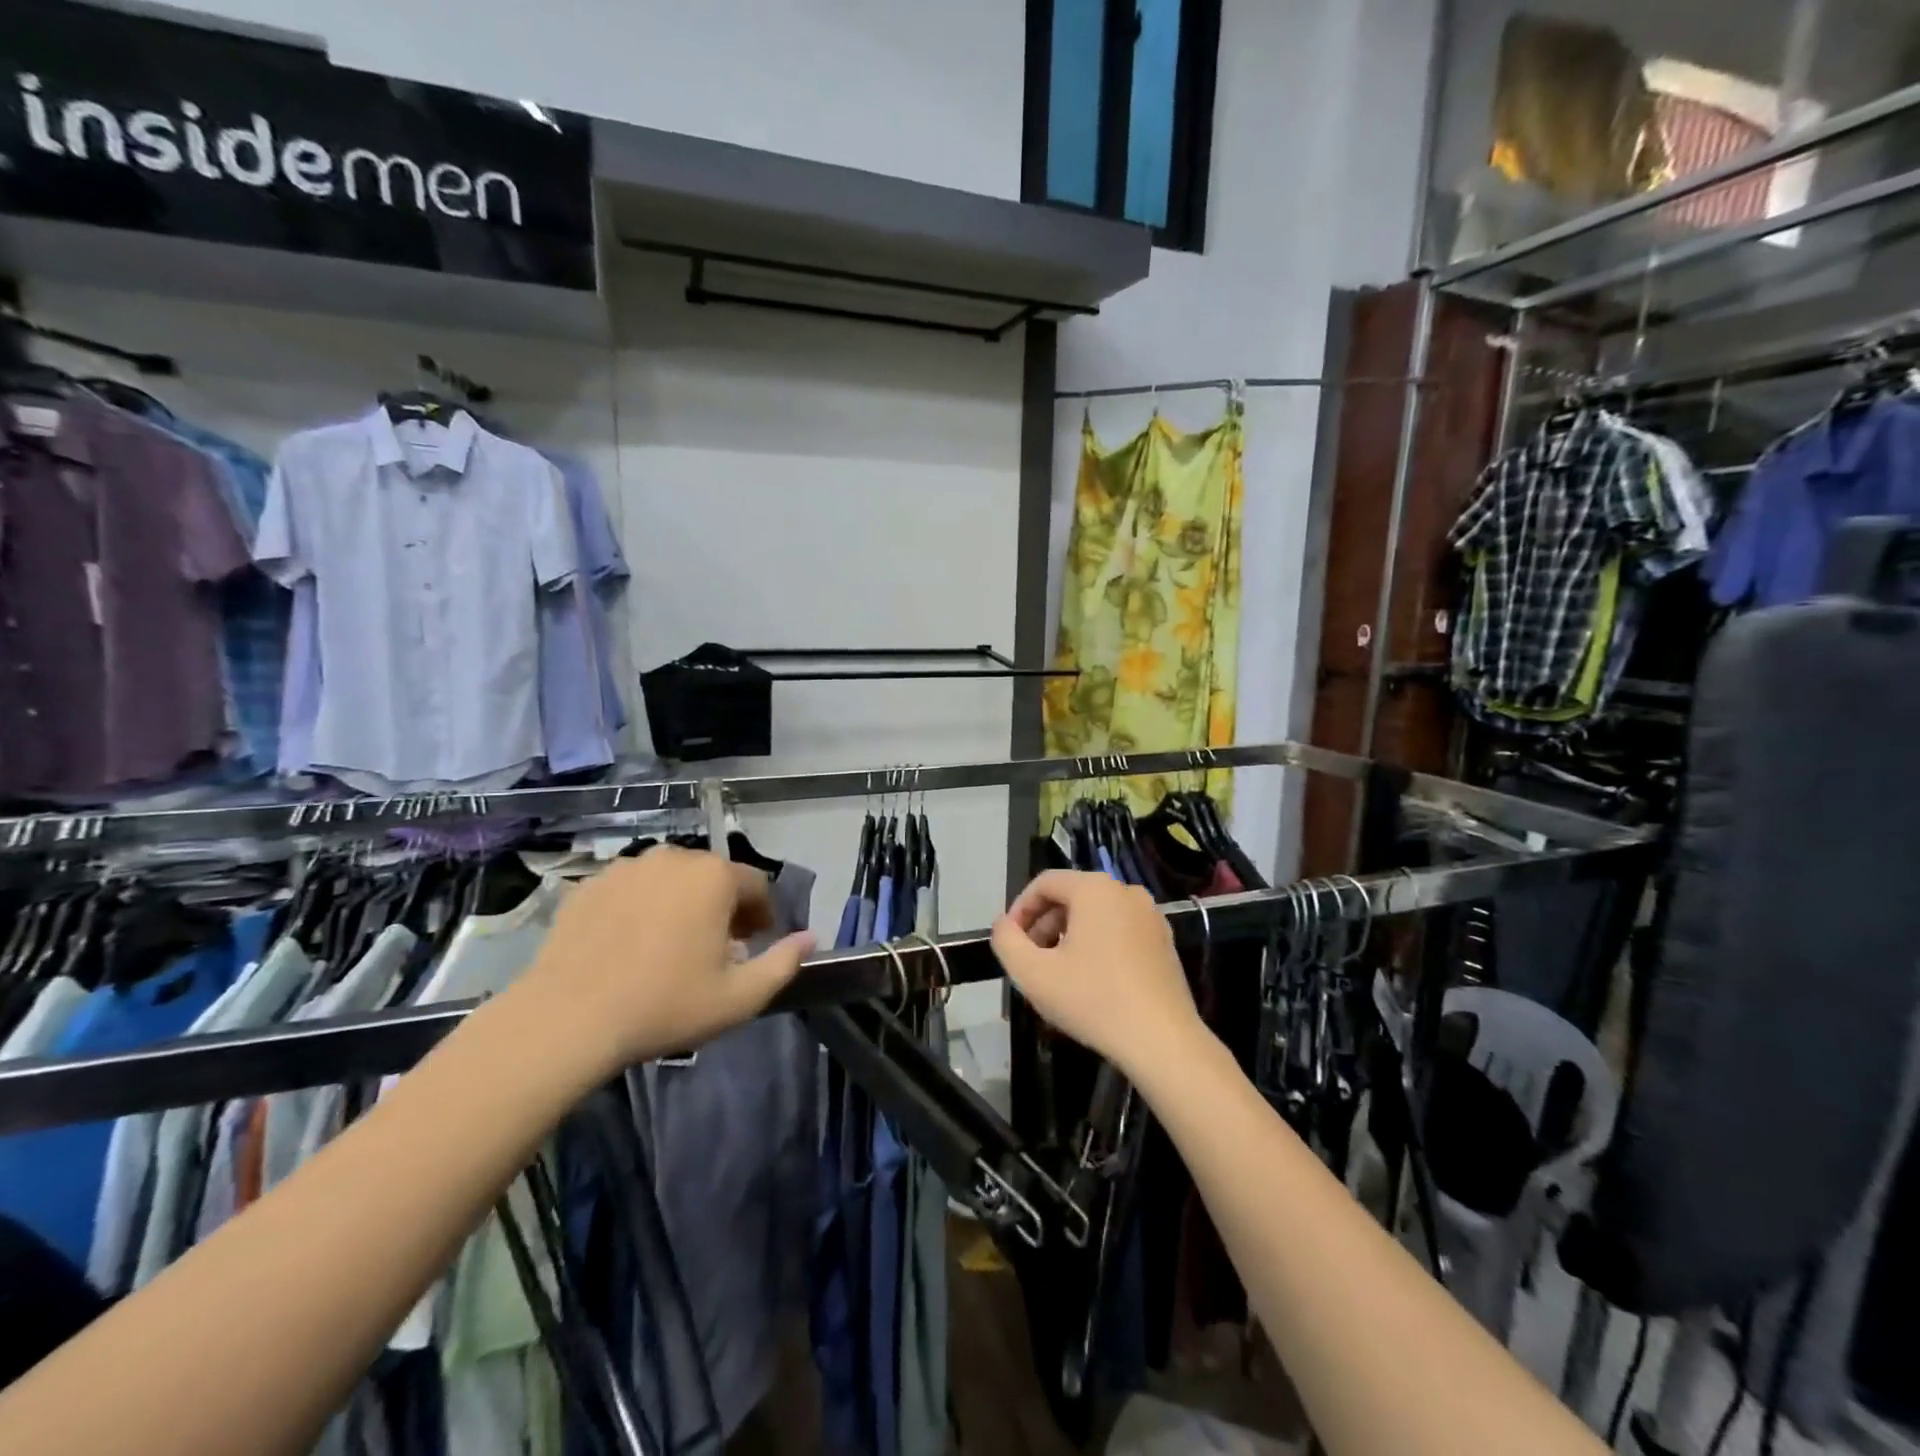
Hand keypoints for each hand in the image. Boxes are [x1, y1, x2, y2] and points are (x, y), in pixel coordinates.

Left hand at [517, 847, 813, 1071]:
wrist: (567, 1020)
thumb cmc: (664, 1005)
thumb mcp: (739, 997)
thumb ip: (784, 963)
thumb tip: (810, 938)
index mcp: (714, 876)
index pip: (756, 885)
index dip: (763, 915)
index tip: (755, 945)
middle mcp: (673, 857)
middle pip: (713, 876)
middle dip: (723, 907)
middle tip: (715, 949)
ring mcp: (626, 867)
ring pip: (670, 879)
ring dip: (681, 903)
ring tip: (669, 946)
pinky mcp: (588, 884)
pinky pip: (631, 889)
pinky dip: (640, 907)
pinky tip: (629, 945)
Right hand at [990, 870, 1206, 1078]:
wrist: (1162, 1041)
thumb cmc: (1093, 1000)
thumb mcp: (1033, 973)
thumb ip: (1006, 941)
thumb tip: (1003, 925)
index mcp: (1095, 889)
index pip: (1045, 883)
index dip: (1020, 909)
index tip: (1010, 942)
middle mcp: (1126, 891)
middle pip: (1071, 896)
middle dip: (1044, 924)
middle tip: (1031, 960)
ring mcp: (1151, 915)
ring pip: (1096, 914)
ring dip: (1069, 936)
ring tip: (1057, 973)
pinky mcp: (1164, 941)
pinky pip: (1120, 930)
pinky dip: (1098, 945)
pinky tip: (1091, 981)